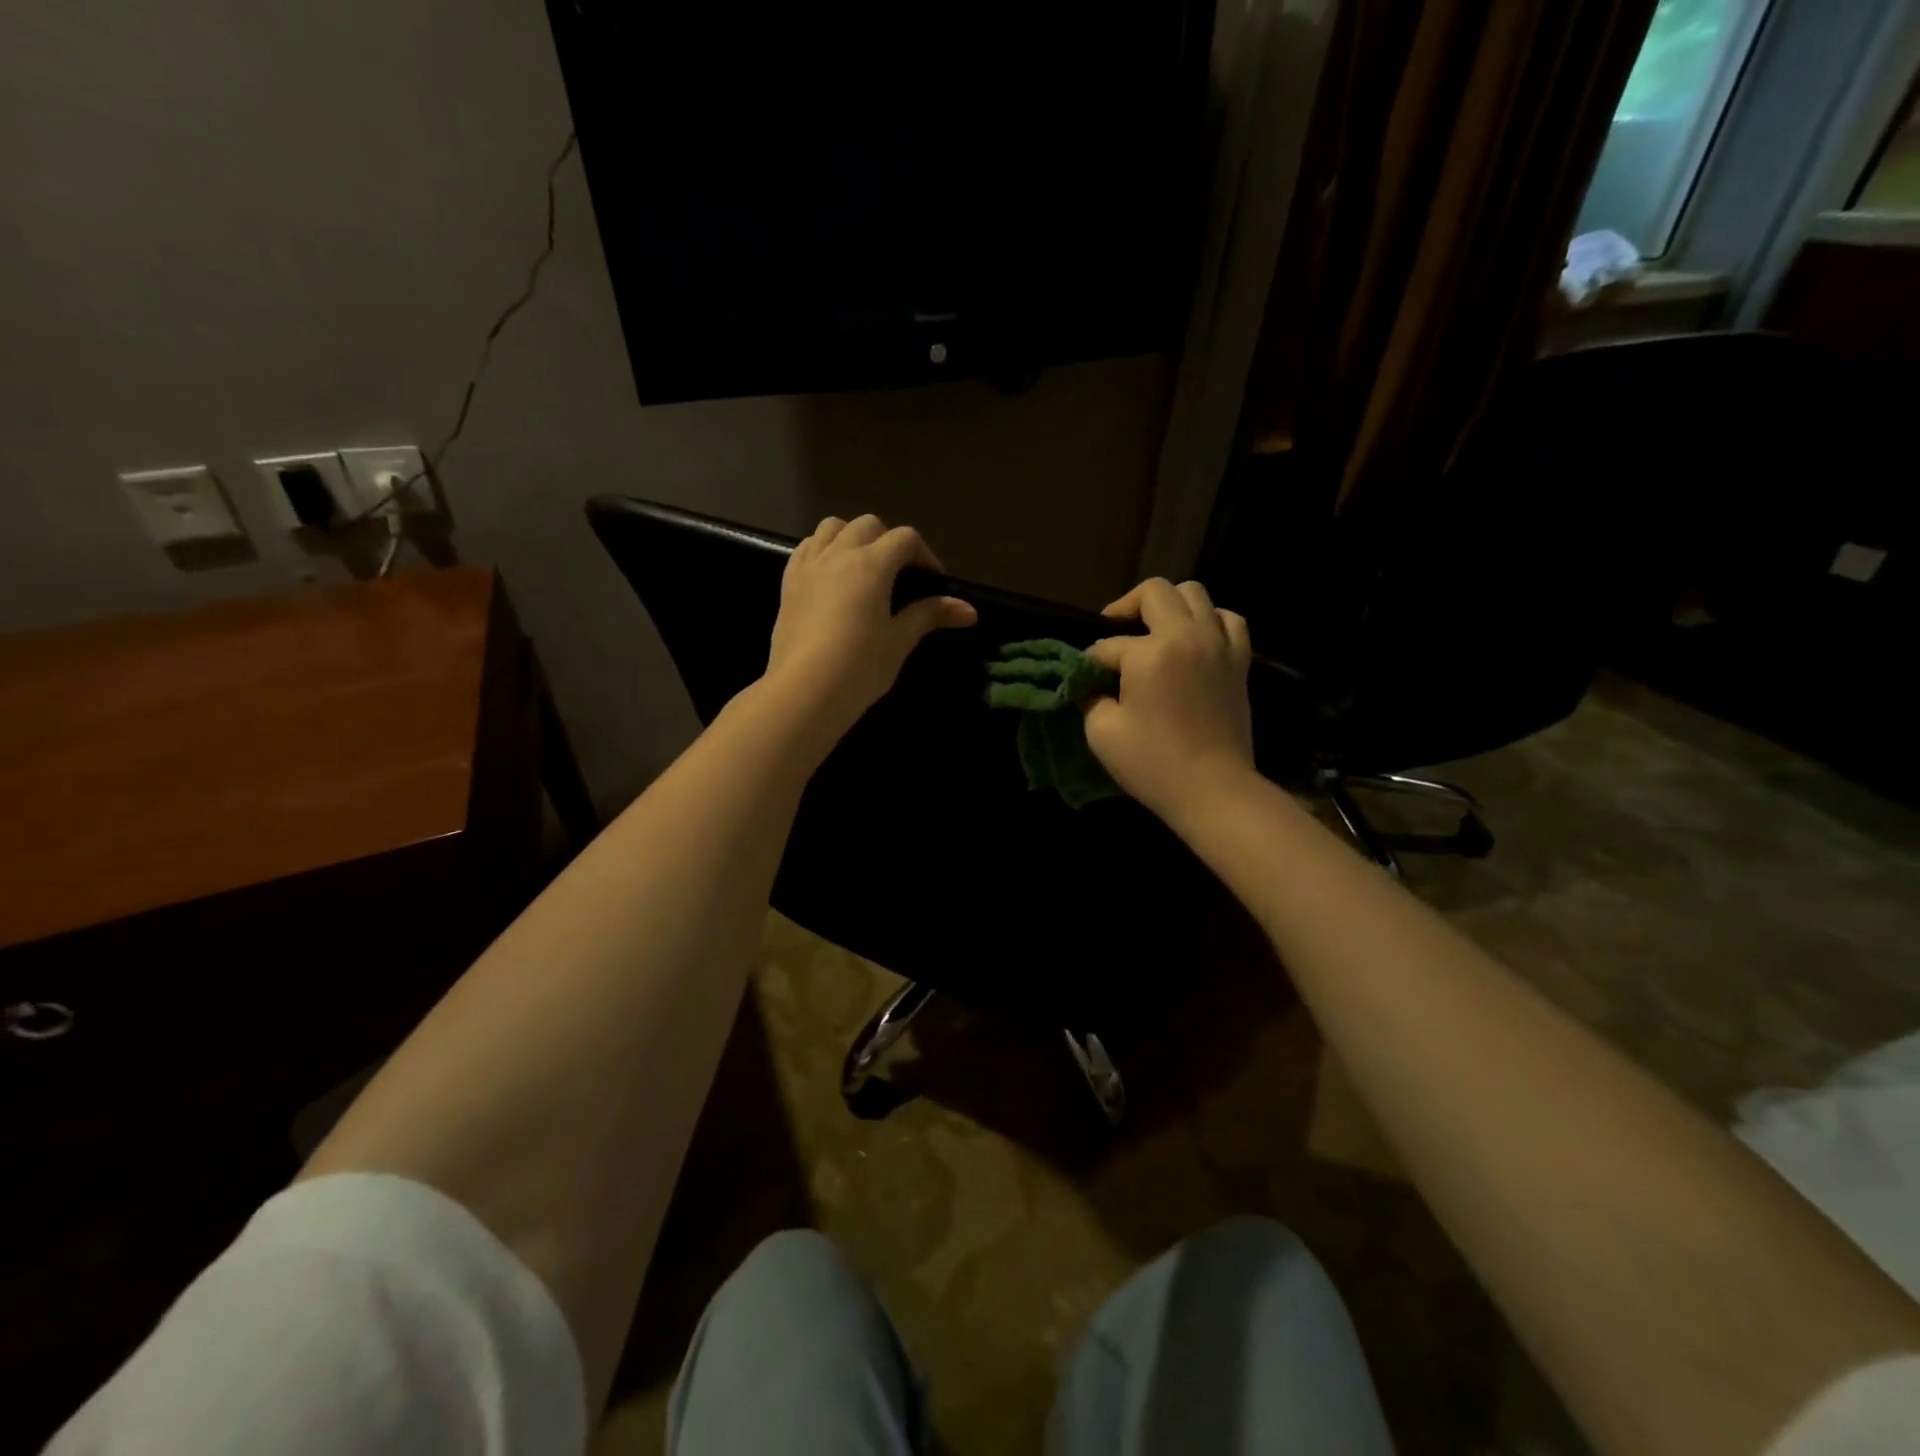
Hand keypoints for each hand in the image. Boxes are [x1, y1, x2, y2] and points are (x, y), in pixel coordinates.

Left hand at [764, 514, 976, 747]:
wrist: (803, 692)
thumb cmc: (859, 667)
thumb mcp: (899, 641)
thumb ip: (930, 615)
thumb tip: (970, 610)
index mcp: (871, 564)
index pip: (905, 538)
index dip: (925, 555)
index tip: (933, 582)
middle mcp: (838, 554)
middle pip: (868, 525)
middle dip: (889, 541)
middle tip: (900, 574)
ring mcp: (809, 566)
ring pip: (832, 528)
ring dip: (853, 537)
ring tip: (863, 567)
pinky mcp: (788, 583)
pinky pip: (806, 548)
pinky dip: (823, 549)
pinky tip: (831, 575)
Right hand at [1082, 578, 1254, 820]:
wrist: (1213, 789)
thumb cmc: (1153, 763)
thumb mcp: (1102, 733)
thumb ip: (1090, 697)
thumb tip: (1089, 684)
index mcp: (1151, 653)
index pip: (1109, 645)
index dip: (1091, 661)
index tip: (1084, 680)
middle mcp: (1188, 636)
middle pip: (1154, 592)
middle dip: (1126, 607)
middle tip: (1115, 633)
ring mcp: (1219, 645)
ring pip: (1195, 594)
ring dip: (1169, 605)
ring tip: (1155, 631)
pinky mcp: (1239, 661)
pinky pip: (1229, 620)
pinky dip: (1209, 620)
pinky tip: (1195, 638)